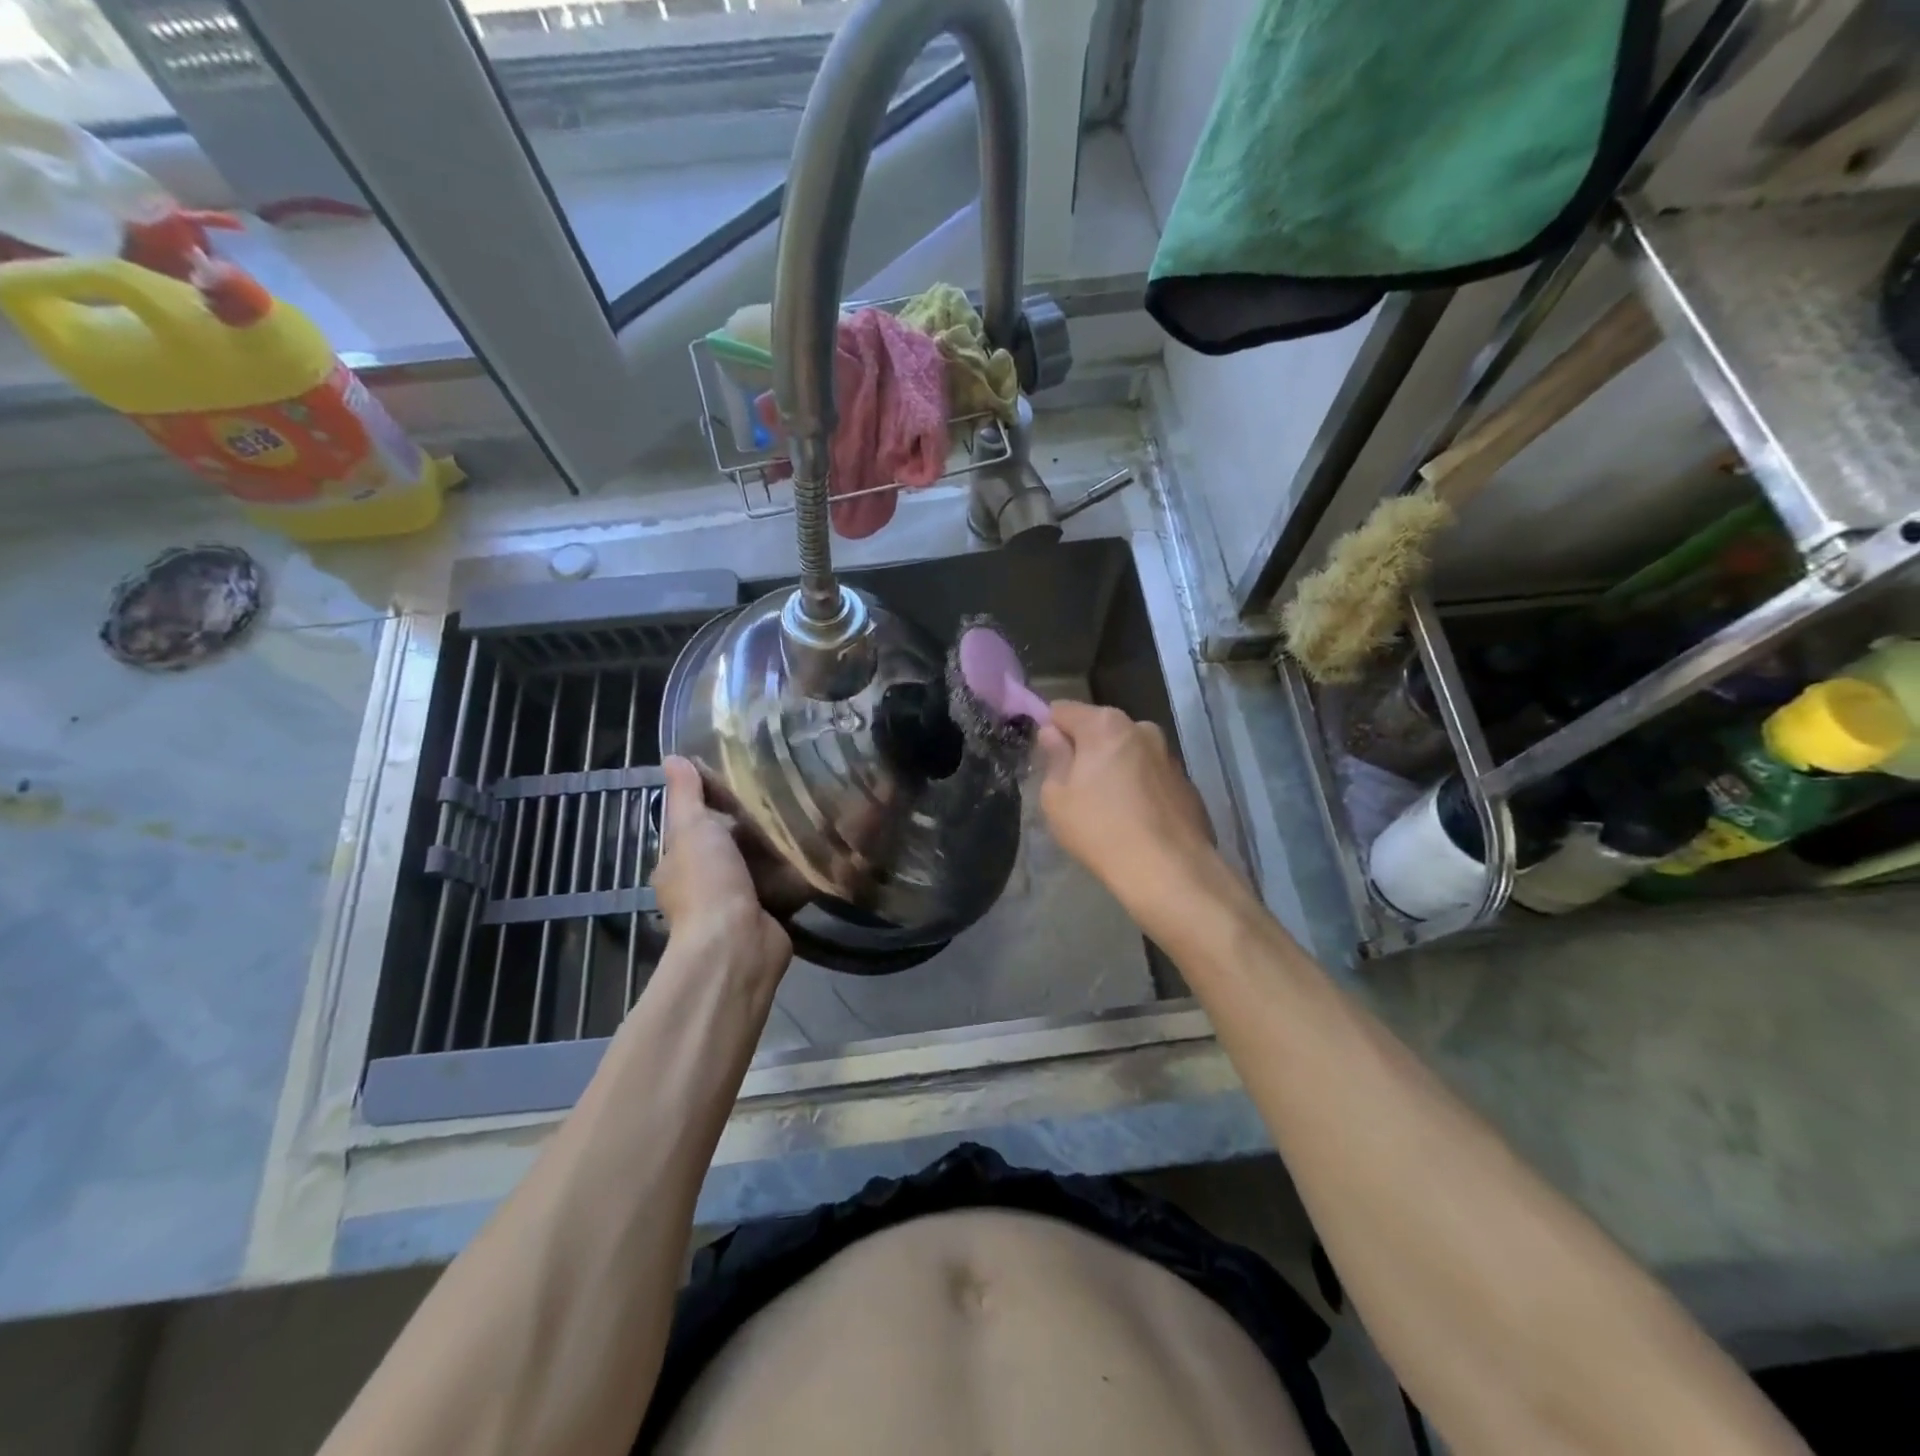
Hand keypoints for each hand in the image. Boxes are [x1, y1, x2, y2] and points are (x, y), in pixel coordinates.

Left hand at [653, 756, 791, 981]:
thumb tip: (671, 757)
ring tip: (804, 813)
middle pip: (729, 846)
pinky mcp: (770, 916)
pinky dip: (797, 872)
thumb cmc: (708, 882)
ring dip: (776, 849)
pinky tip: (817, 848)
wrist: (737, 943)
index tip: (741, 779)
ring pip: (758, 866)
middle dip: (751, 827)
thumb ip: (686, 795)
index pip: (693, 826)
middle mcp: (704, 885)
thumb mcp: (692, 828)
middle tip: (782, 794)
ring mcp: (738, 903)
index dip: (712, 804)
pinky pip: (784, 886)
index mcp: (678, 865)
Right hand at [1036, 702, 1225, 935]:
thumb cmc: (1101, 830)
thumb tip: (1053, 736)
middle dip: (1085, 749)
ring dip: (1114, 767)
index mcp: (1105, 724)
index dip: (1049, 731)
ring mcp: (1169, 754)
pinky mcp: (1187, 781)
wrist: (1170, 870)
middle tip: (1075, 789)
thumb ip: (1054, 758)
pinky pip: (1150, 774)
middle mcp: (1141, 728)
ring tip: (1108, 808)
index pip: (1063, 710)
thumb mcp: (1056, 798)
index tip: (1046, 760)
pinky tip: (1136, 820)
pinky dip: (1139, 787)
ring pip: (1128, 751)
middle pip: (1099, 728)